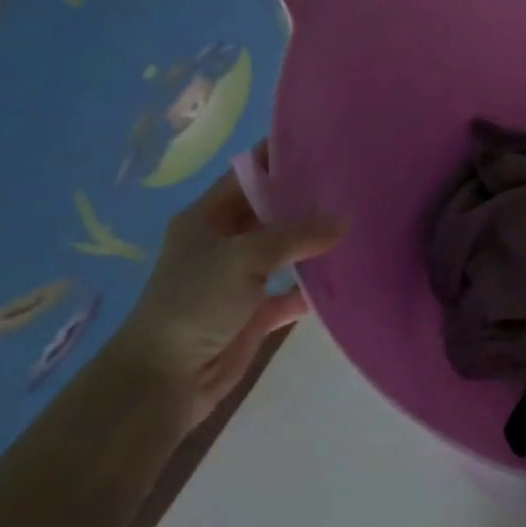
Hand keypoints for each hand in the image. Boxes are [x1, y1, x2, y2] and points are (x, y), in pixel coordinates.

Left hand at [101, 152, 343, 434]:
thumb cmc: (195, 303)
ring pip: (286, 251)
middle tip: (354, 185)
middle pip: (272, 212)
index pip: (248, 175)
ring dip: (316, 244)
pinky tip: (349, 276)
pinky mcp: (256, 312)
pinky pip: (294, 292)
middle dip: (308, 201)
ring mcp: (241, 278)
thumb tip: (344, 222)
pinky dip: (316, 287)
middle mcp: (224, 242)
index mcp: (207, 217)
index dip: (281, 158)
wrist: (165, 380)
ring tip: (360, 224)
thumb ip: (296, 235)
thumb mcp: (245, 257)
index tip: (325, 146)